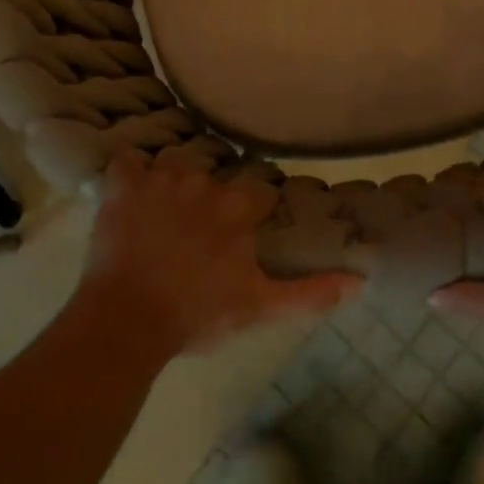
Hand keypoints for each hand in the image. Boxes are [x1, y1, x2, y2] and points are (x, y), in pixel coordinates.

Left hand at [83, 149, 360, 355]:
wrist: (127, 322)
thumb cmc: (197, 315)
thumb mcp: (259, 308)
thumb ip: (310, 292)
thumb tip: (361, 281)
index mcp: (238, 206)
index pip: (258, 191)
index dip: (254, 209)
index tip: (246, 229)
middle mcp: (204, 180)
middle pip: (215, 176)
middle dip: (211, 197)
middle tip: (200, 229)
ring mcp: (161, 178)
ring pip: (175, 163)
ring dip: (174, 181)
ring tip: (166, 211)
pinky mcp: (123, 184)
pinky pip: (126, 161)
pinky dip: (129, 172)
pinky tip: (130, 190)